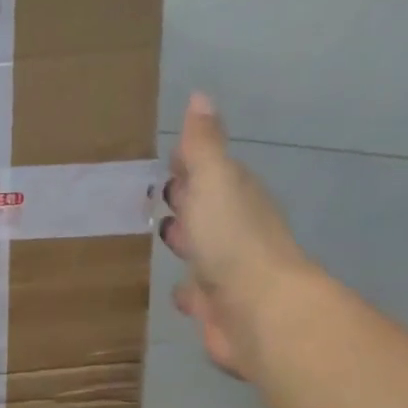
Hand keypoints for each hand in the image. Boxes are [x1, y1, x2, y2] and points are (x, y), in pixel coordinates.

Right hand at [162, 94, 312, 378]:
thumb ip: (203, 146)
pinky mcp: (214, 307)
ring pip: (199, 249)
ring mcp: (224, 270)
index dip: (189, 164)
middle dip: (183, 200)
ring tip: (156, 234)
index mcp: (234, 196)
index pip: (208, 172)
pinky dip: (185, 288)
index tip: (165, 158)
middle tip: (150, 195)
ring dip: (184, 241)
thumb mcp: (214, 181)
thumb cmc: (232, 241)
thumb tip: (199, 96)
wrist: (257, 310)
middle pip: (205, 209)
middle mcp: (232, 230)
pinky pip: (194, 292)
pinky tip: (173, 289)